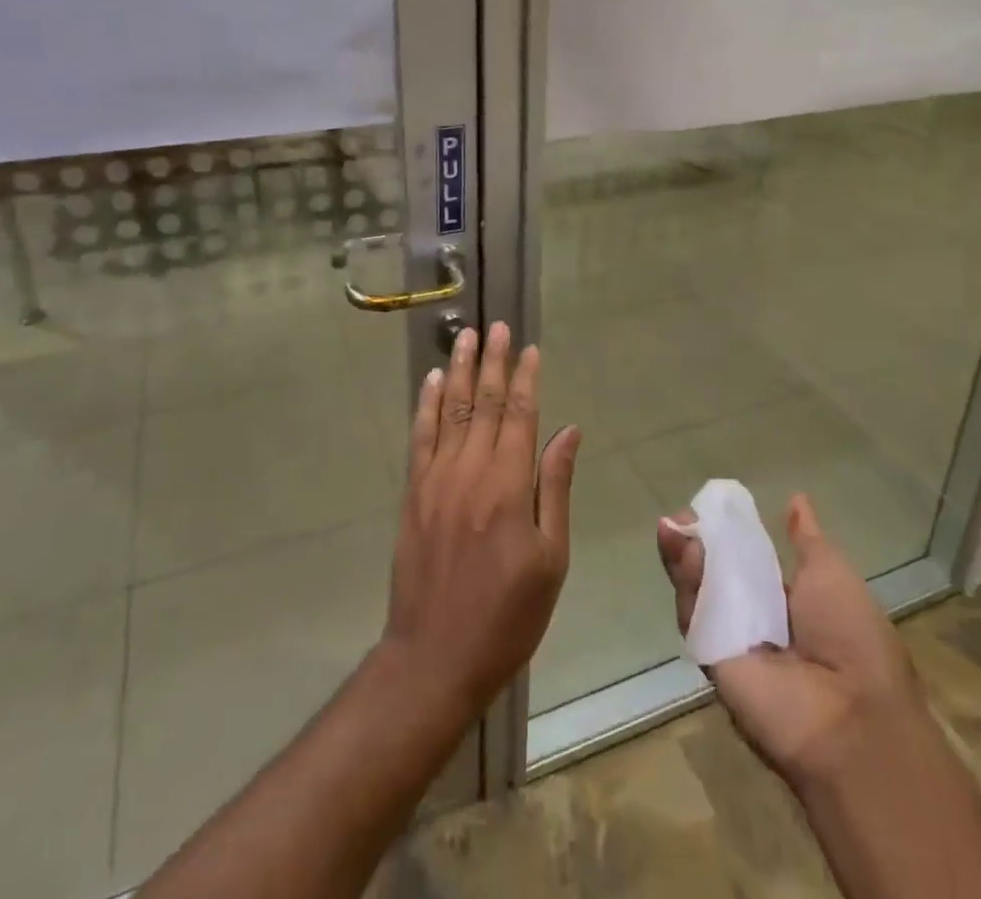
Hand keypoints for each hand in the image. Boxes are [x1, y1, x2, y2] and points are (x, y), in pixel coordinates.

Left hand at [380, 323, 580, 714]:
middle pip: (482, 402)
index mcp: (508, 485)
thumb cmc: (507, 614)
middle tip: (496, 325)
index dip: (525, 378)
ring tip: (464, 335)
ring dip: (457, 369)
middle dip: (491, 361)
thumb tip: (568, 432)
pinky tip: (429, 380)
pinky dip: (424, 404)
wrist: (435, 656)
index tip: (529, 348)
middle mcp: (470, 470)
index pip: (520, 415)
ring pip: (448, 409)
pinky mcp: (413, 493)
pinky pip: (420, 436)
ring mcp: (436, 479)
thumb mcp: (550, 558)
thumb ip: (555, 488)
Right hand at [656, 493, 918, 788]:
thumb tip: (796, 500)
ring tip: (674, 526)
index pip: (746, 558)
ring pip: (697, 590)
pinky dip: (685, 582)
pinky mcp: (711, 658)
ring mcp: (731, 639)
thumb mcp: (831, 573)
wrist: (851, 716)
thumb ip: (806, 539)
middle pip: (714, 572)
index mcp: (788, 600)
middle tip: (682, 515)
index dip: (727, 531)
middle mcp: (757, 619)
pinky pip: (693, 615)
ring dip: (684, 556)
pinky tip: (683, 551)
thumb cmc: (852, 637)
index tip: (711, 505)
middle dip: (695, 540)